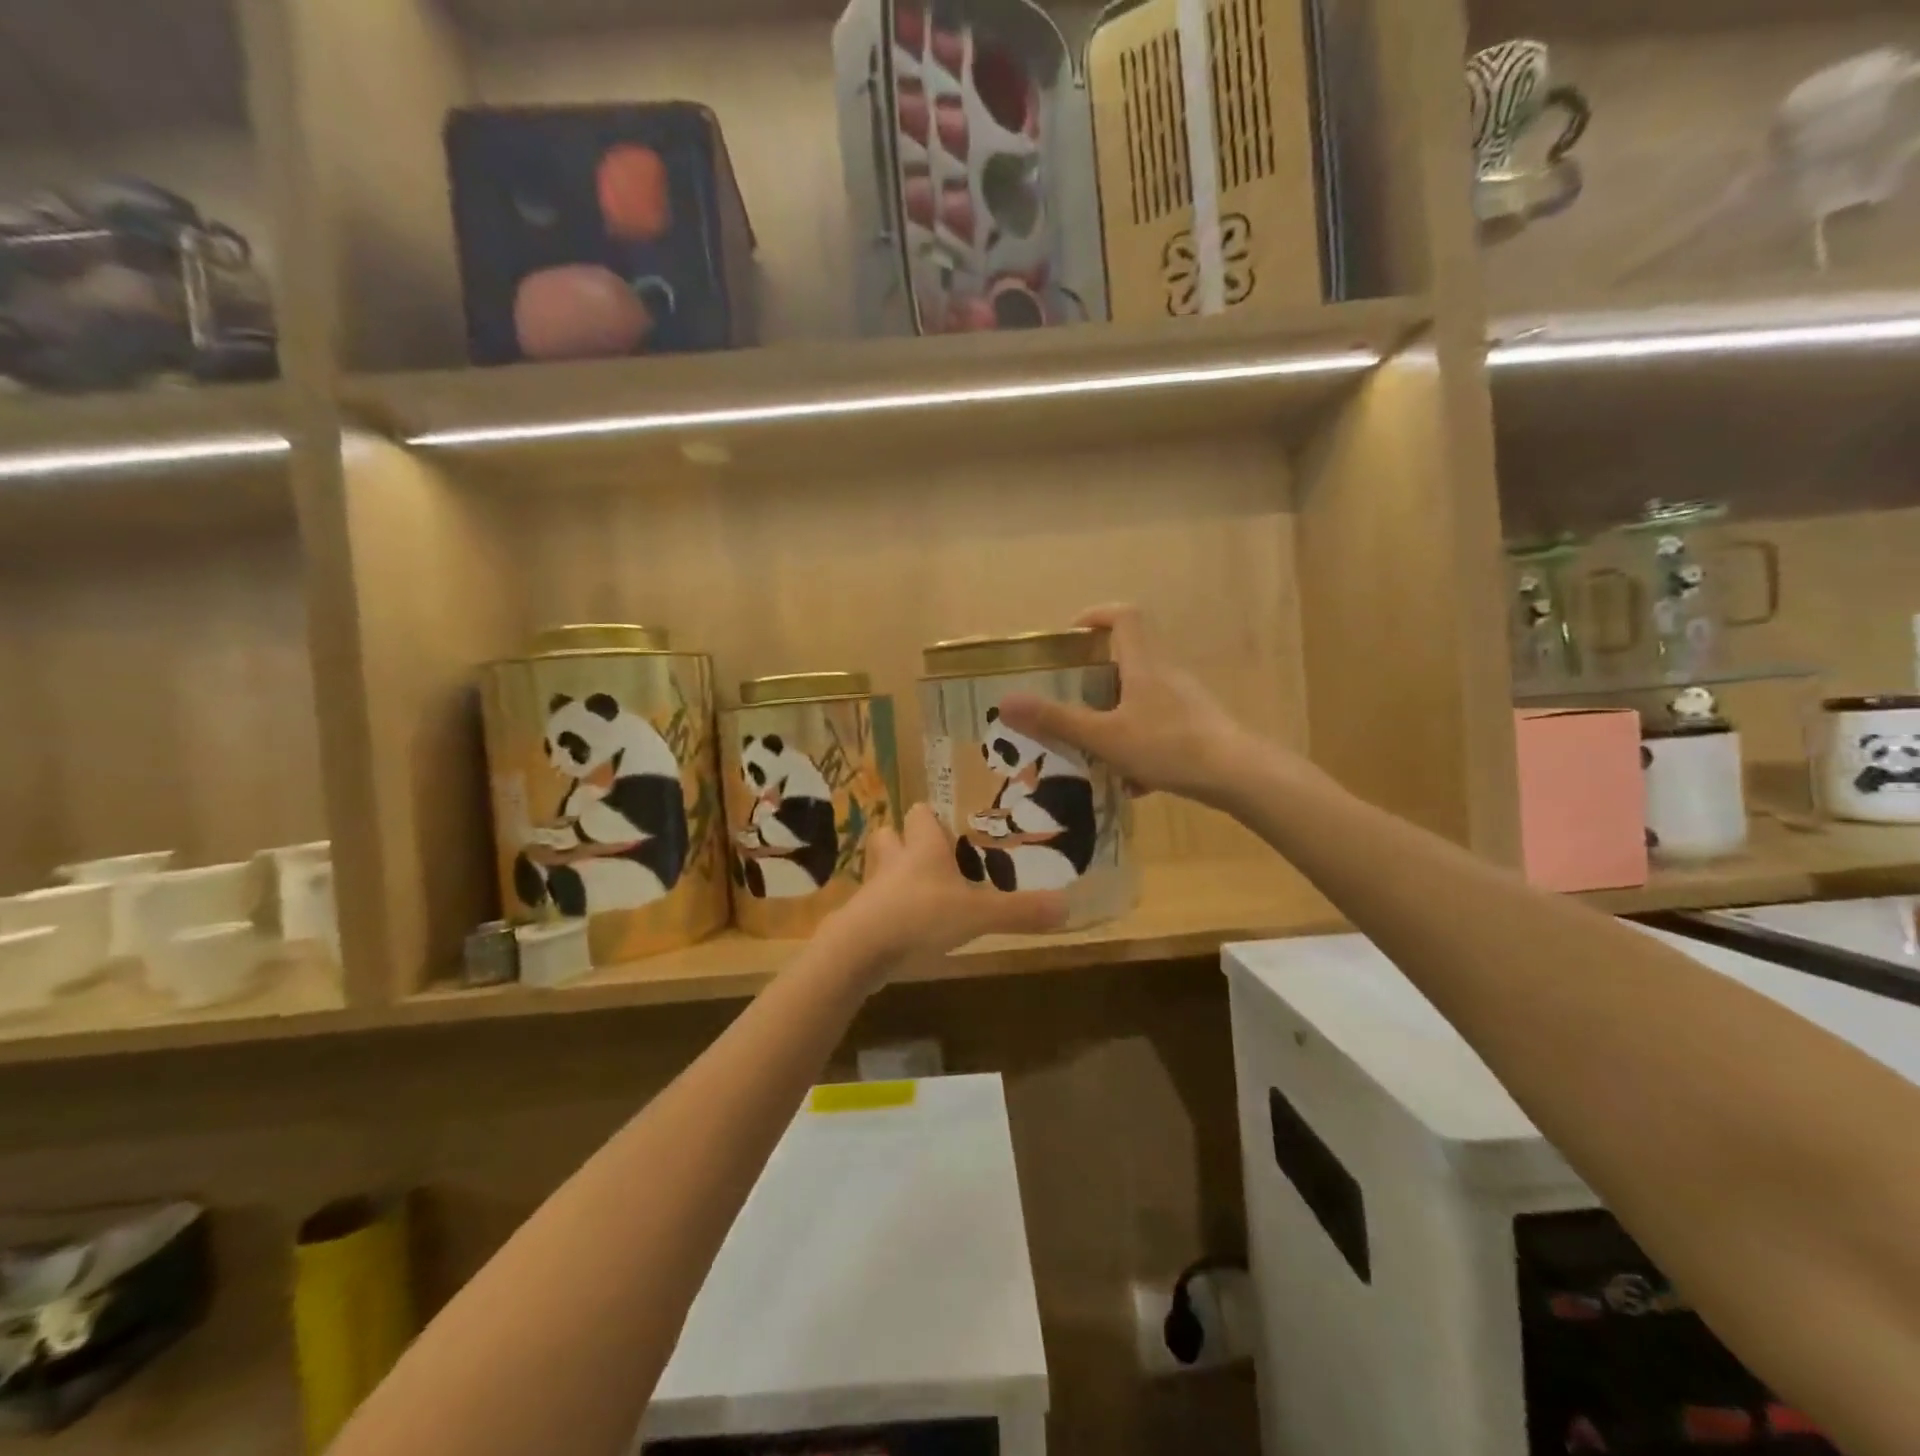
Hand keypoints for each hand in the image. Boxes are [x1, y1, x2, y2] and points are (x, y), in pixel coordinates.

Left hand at [826, 804, 1066, 971]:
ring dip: (894, 879)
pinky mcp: (859, 919)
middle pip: (890, 835)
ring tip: (919, 896)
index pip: (920, 813)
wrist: (860, 950)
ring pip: (879, 871)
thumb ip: (1020, 910)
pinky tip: (903, 931)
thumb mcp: (978, 914)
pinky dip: (885, 913)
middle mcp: (894, 861)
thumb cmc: (921, 916)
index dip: (933, 820)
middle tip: (933, 862)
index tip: (952, 833)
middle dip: (906, 844)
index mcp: (922, 847)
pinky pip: (872, 907)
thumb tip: (1068, 905)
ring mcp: (872, 890)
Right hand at [996, 604, 1253, 807]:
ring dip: (1118, 716)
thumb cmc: (1167, 746)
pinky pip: (1160, 728)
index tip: (1072, 635)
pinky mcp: (1199, 728)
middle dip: (1098, 677)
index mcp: (1144, 665)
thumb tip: (1006, 702)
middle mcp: (1167, 675)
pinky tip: (1132, 782)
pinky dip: (1140, 746)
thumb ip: (1056, 721)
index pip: (1125, 617)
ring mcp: (1186, 702)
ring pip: (1144, 698)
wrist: (1237, 775)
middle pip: (1131, 659)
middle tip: (1072, 699)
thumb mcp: (1104, 736)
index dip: (1097, 616)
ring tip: (1095, 746)